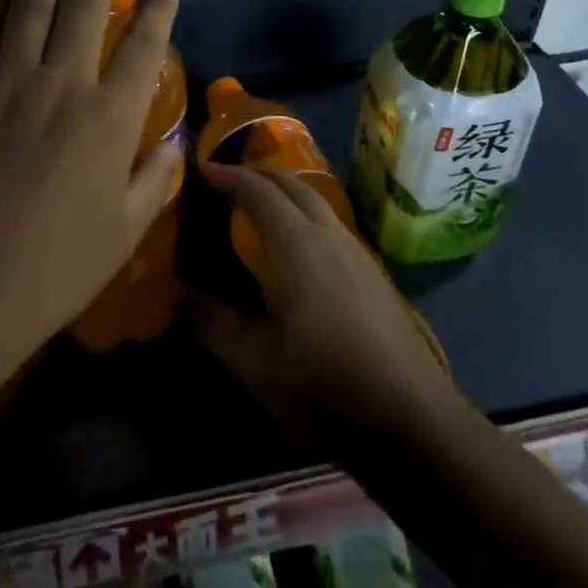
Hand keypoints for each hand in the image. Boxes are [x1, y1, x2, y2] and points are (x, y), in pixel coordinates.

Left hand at [0, 0, 181, 432]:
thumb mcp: (123, 232)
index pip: (143, 48)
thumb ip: (153, 179)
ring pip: (31, 5)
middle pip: (85, 8)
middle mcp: (62, 84)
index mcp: (109, 119)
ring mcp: (8, 81)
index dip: (158, 13)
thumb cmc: (53, 268)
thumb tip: (171, 142)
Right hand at [194, 162, 453, 451]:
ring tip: (261, 205)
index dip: (228, 175)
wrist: (411, 418)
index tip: (203, 169)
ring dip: (287, 192)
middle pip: (293, 183)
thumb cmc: (323, 382)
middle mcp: (328, 234)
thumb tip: (176, 295)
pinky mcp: (374, 275)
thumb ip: (211, 323)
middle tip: (230, 177)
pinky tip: (300, 248)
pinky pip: (332, 225)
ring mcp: (357, 252)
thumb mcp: (253, 361)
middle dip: (259, 173)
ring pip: (318, 202)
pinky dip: (307, 215)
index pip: (257, 190)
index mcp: (295, 242)